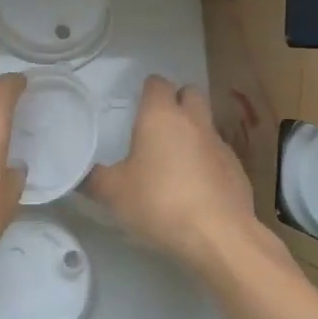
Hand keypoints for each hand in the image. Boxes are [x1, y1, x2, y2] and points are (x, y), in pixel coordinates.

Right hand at [84, 75, 259, 273]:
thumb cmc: (158, 202)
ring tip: (173, 162)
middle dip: (176, 101)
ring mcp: (220, 145)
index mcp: (161, 116)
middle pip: (190, 94)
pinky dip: (205, 163)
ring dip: (192, 134)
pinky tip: (194, 189)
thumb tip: (80, 174)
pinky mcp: (237, 171)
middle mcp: (194, 122)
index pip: (157, 83)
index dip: (147, 90)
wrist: (218, 235)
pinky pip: (217, 156)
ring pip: (205, 125)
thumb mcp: (112, 193)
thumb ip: (93, 178)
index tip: (136, 105)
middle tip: (156, 126)